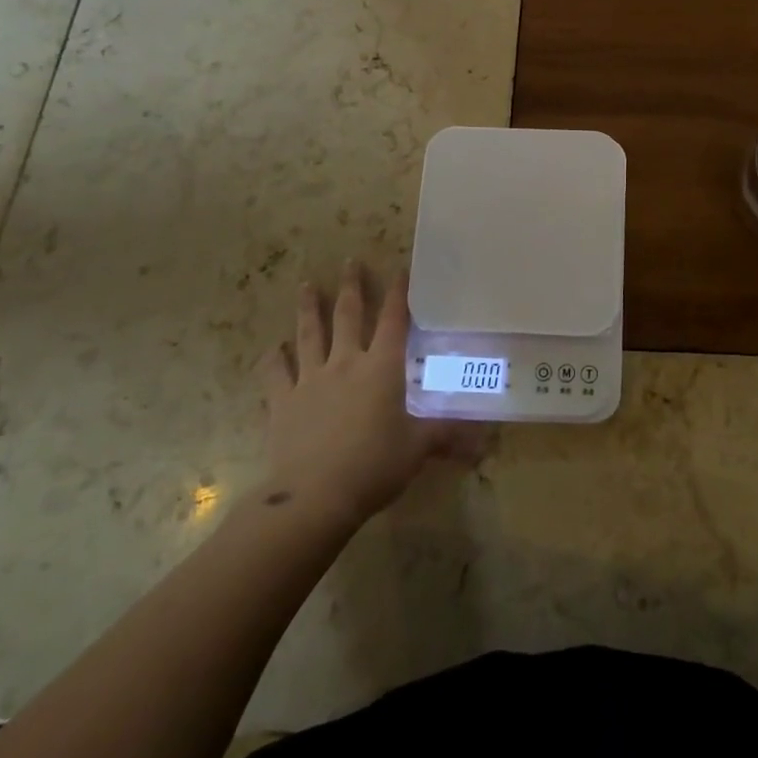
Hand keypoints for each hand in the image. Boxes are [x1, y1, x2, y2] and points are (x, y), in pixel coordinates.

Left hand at [260, 261, 482, 530]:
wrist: (313, 496)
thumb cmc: (374, 465)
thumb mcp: (418, 449)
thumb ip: (447, 436)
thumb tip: (485, 442)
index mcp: (382, 367)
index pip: (393, 320)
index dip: (398, 293)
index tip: (400, 269)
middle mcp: (345, 363)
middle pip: (348, 315)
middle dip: (351, 286)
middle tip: (350, 261)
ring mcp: (310, 380)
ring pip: (309, 335)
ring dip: (308, 309)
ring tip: (306, 285)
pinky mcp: (283, 403)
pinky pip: (275, 374)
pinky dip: (272, 360)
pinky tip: (272, 349)